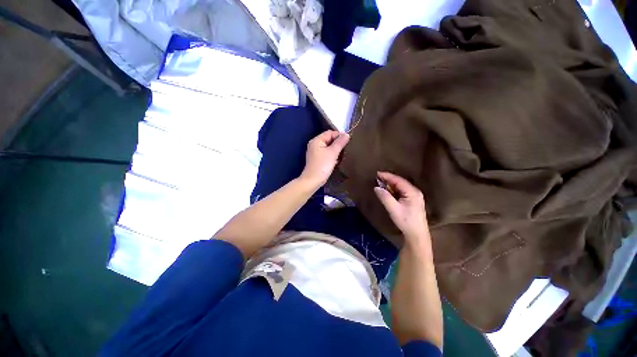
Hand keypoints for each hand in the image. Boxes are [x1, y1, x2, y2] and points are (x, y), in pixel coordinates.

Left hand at [300, 130, 349, 187]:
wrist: (313, 181)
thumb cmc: (322, 165)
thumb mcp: (333, 152)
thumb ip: (340, 142)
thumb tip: (347, 135)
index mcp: (317, 140)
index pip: (330, 133)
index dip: (339, 135)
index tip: (348, 141)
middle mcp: (315, 144)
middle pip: (329, 140)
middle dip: (338, 143)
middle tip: (347, 149)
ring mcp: (315, 152)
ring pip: (329, 147)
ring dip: (336, 150)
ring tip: (343, 155)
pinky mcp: (317, 159)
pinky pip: (327, 153)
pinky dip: (332, 155)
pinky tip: (338, 160)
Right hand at [374, 171, 429, 243]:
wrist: (417, 235)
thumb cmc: (406, 222)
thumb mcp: (393, 209)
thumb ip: (385, 197)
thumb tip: (376, 187)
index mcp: (412, 192)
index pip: (398, 180)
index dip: (387, 176)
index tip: (377, 173)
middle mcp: (415, 192)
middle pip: (400, 182)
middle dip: (388, 179)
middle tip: (377, 178)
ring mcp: (415, 196)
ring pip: (401, 186)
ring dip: (391, 184)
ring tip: (381, 183)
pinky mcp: (413, 200)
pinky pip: (402, 191)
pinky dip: (394, 189)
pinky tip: (388, 191)